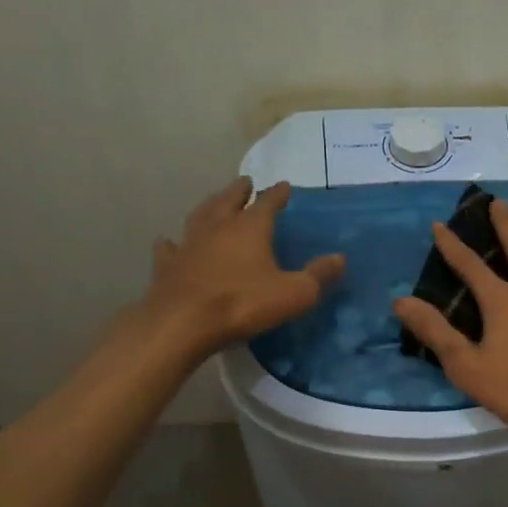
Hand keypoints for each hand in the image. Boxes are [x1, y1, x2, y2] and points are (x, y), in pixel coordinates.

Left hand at [132, 176, 342, 360]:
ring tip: (214, 202)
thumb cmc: (243, 304)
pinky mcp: (167, 266)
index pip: (267, 202)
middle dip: (239, 190)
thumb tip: (340, 258)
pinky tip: (170, 241)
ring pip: (199, 216)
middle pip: (229, 200)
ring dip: (209, 207)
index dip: (278, 194)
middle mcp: (217, 227)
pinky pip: (170, 248)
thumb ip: (318, 275)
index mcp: (249, 228)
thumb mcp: (294, 293)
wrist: (182, 324)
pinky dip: (172, 242)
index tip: (284, 186)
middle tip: (245, 183)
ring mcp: (189, 244)